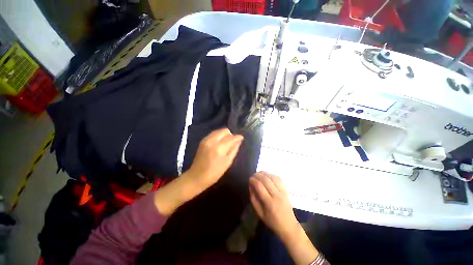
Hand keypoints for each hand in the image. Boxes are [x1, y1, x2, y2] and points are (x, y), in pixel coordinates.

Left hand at [154, 128, 242, 215]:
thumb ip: (234, 149)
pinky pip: (213, 133)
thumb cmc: (214, 173)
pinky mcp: (203, 140)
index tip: (241, 138)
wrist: (196, 176)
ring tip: (226, 143)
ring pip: (219, 131)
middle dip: (231, 134)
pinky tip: (220, 143)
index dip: (238, 137)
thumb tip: (239, 140)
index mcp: (219, 148)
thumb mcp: (227, 162)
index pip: (231, 137)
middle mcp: (212, 140)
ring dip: (224, 135)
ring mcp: (206, 139)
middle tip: (233, 142)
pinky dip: (219, 136)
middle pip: (224, 130)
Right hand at [249, 172, 319, 264]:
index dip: (253, 180)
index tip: (249, 179)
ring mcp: (283, 192)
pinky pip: (279, 179)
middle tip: (253, 175)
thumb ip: (253, 199)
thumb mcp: (259, 213)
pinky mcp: (286, 190)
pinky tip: (267, 175)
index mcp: (269, 203)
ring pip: (273, 177)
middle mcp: (277, 195)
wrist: (288, 226)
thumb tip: (250, 186)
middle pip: (266, 180)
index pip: (259, 186)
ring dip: (265, 173)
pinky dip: (272, 175)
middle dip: (258, 175)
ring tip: (259, 173)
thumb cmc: (272, 221)